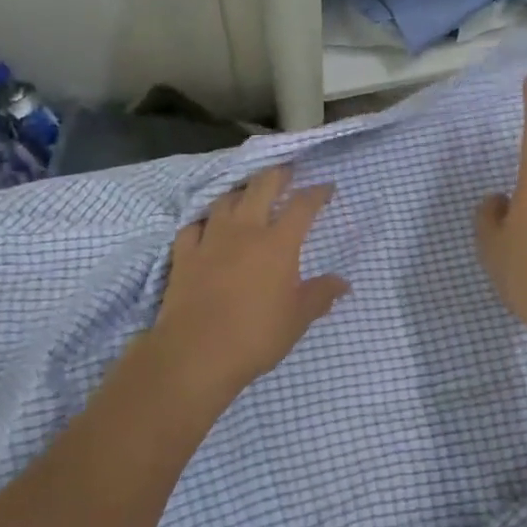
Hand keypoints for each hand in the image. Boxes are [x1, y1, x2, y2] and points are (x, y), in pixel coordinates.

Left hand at [147, 165, 349, 399]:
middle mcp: (244, 231)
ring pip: (225, 200)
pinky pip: (193, 226)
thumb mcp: (298, 319)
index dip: (317, 193)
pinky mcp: (184, 255)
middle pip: (261, 187)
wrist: (197, 353)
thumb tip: (343, 283)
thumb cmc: (256, 336)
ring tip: (248, 195)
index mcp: (278, 244)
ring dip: (240, 193)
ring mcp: (210, 240)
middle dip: (277, 175)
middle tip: (286, 173)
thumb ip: (320, 295)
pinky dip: (204, 221)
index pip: (302, 206)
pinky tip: (207, 227)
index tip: (326, 188)